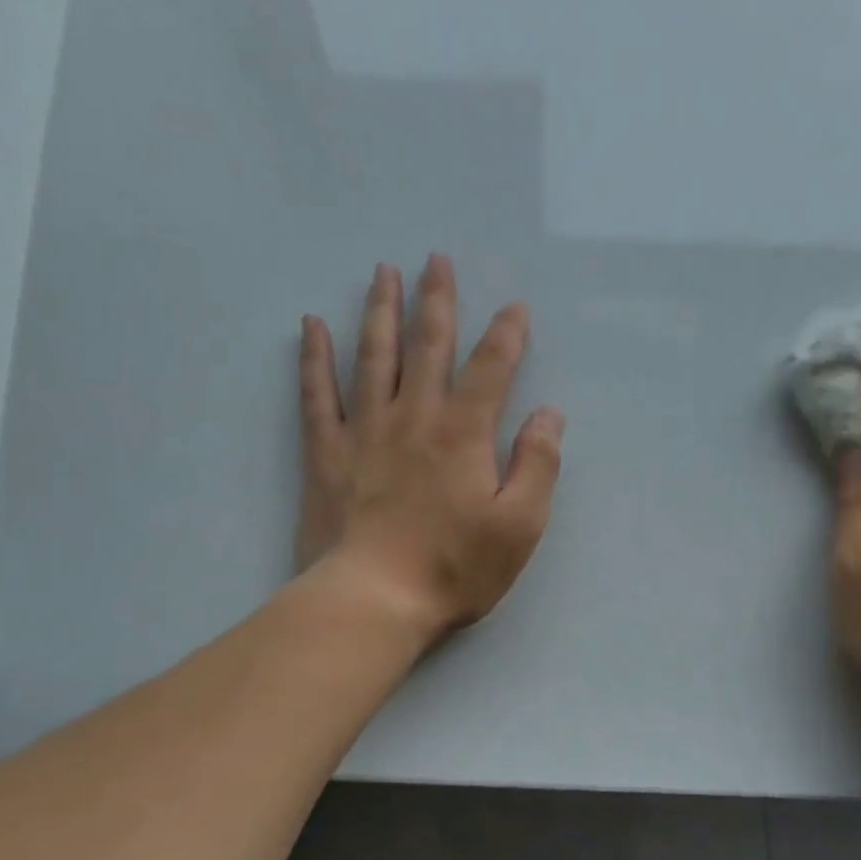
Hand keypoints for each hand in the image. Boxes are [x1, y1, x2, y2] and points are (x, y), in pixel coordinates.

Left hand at [296, 254, 564, 637]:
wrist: (372, 600)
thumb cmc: (453, 569)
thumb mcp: (519, 526)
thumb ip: (538, 465)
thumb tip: (548, 414)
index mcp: (463, 434)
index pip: (490, 369)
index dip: (506, 336)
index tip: (514, 308)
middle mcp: (413, 418)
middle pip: (427, 346)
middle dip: (437, 301)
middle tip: (436, 259)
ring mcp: (364, 432)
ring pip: (372, 356)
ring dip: (380, 311)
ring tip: (384, 272)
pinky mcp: (325, 454)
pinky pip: (316, 395)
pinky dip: (314, 358)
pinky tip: (312, 326)